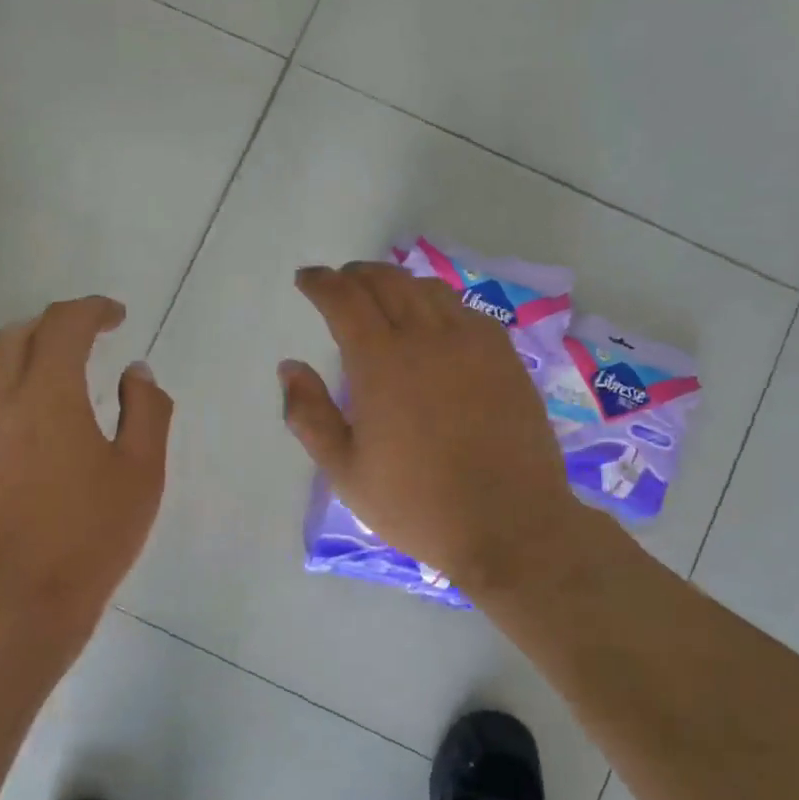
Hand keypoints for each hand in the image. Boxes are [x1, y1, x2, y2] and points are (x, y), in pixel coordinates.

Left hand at [0, 296, 171, 643]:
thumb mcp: (140, 472)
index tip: (116, 317)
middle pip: (15, 337)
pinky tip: (16, 435)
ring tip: (48, 383)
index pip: (64, 324)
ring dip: (19, 361)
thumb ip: (146, 410)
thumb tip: (136, 372)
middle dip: (52, 329)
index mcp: (46, 393)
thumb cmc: (90, 536)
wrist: (16, 607)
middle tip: (83, 344)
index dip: (92, 310)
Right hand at [280, 262, 595, 596]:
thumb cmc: (416, 505)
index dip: (321, 283)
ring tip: (383, 295)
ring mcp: (472, 344)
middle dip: (356, 275)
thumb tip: (290, 367)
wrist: (509, 524)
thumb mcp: (345, 472)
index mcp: (381, 363)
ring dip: (397, 283)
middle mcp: (427, 338)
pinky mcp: (505, 357)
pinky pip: (465, 311)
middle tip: (340, 283)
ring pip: (428, 290)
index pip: (344, 299)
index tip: (306, 279)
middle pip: (387, 282)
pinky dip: (438, 303)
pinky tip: (434, 322)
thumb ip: (309, 415)